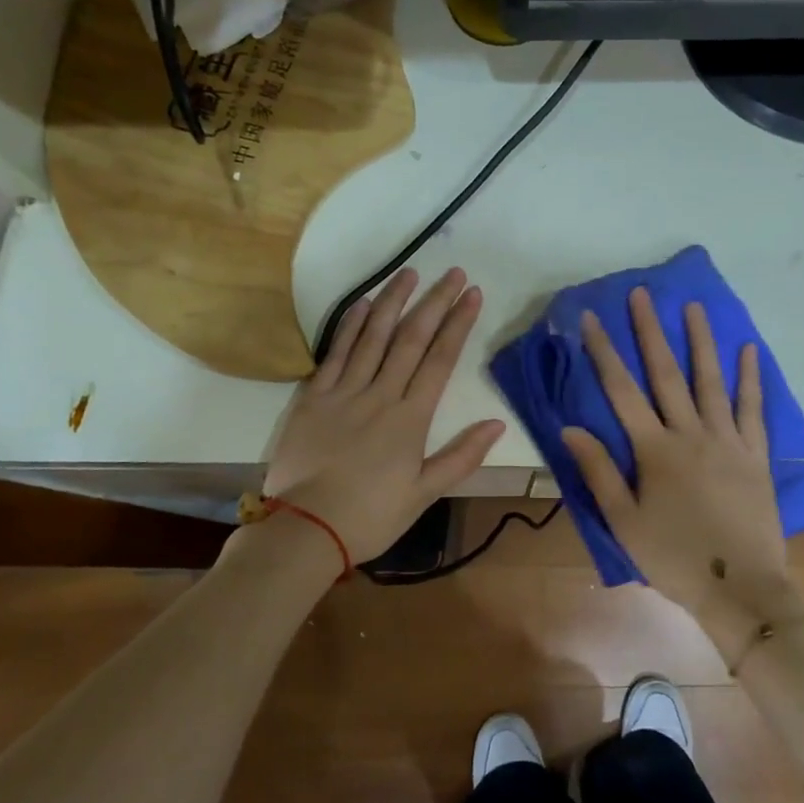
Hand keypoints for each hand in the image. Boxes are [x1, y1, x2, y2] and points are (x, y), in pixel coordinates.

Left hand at [265, 268, 504, 565]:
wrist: (306, 529)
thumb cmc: (371, 516)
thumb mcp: (424, 493)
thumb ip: (461, 456)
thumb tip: (497, 423)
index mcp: (410, 418)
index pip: (440, 360)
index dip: (458, 324)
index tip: (472, 295)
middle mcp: (380, 395)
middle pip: (411, 339)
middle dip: (434, 303)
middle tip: (452, 273)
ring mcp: (344, 392)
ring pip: (373, 337)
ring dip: (392, 302)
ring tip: (409, 273)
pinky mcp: (313, 398)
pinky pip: (335, 353)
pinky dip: (350, 326)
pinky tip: (363, 304)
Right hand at [561, 289, 798, 648]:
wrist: (739, 587)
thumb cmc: (674, 558)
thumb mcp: (624, 521)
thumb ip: (598, 472)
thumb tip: (570, 428)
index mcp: (654, 450)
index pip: (622, 391)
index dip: (604, 352)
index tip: (591, 319)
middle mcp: (690, 434)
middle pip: (666, 374)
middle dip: (649, 332)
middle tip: (641, 294)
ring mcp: (728, 441)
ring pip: (711, 381)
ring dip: (701, 341)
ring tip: (693, 306)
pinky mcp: (756, 454)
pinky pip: (753, 408)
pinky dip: (751, 378)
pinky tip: (749, 350)